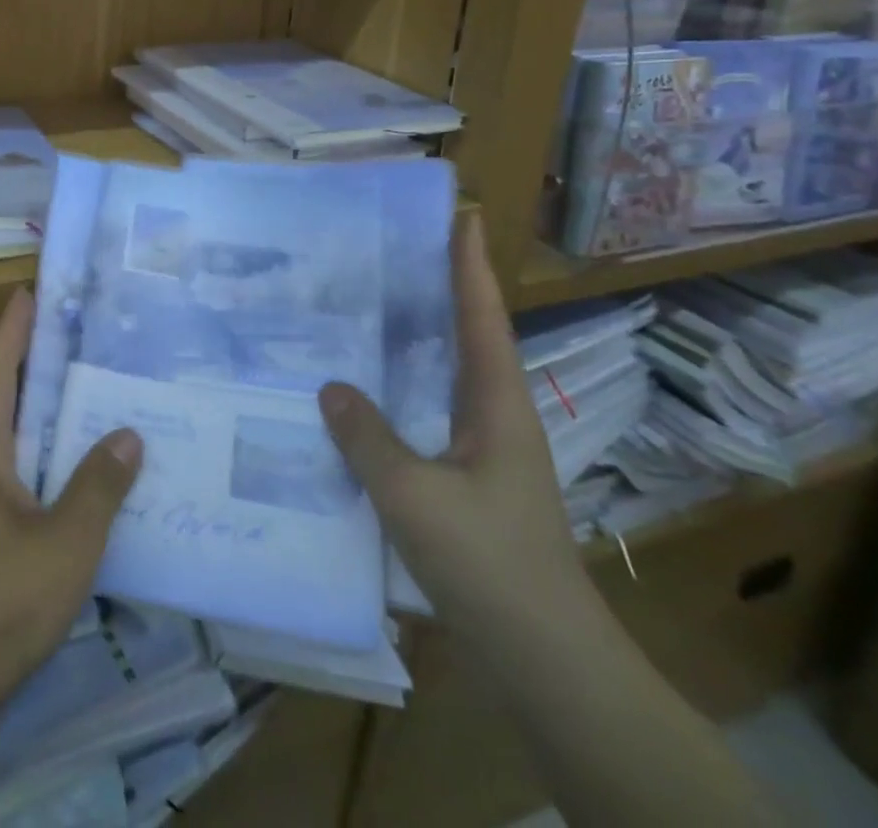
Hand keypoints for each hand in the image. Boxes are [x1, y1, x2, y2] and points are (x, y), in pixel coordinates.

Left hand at [0, 289, 142, 753]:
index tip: (31, 289)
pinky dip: (53, 471)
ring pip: (17, 446)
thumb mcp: (61, 544)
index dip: (13, 327)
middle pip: (6, 400)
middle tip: (87, 339)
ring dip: (52, 422)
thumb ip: (97, 487)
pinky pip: (23, 486)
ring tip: (100, 400)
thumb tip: (128, 433)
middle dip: (40, 366)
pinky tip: (88, 483)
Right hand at [318, 212, 595, 649]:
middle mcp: (498, 416)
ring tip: (375, 307)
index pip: (483, 317)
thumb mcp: (414, 497)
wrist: (546, 661)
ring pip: (450, 376)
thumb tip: (330, 386)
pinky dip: (406, 390)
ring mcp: (488, 451)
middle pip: (470, 337)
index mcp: (497, 404)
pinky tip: (369, 397)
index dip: (470, 266)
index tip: (461, 216)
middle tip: (397, 251)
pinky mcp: (472, 482)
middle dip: (443, 290)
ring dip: (423, 339)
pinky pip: (432, 414)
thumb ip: (368, 438)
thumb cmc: (489, 565)